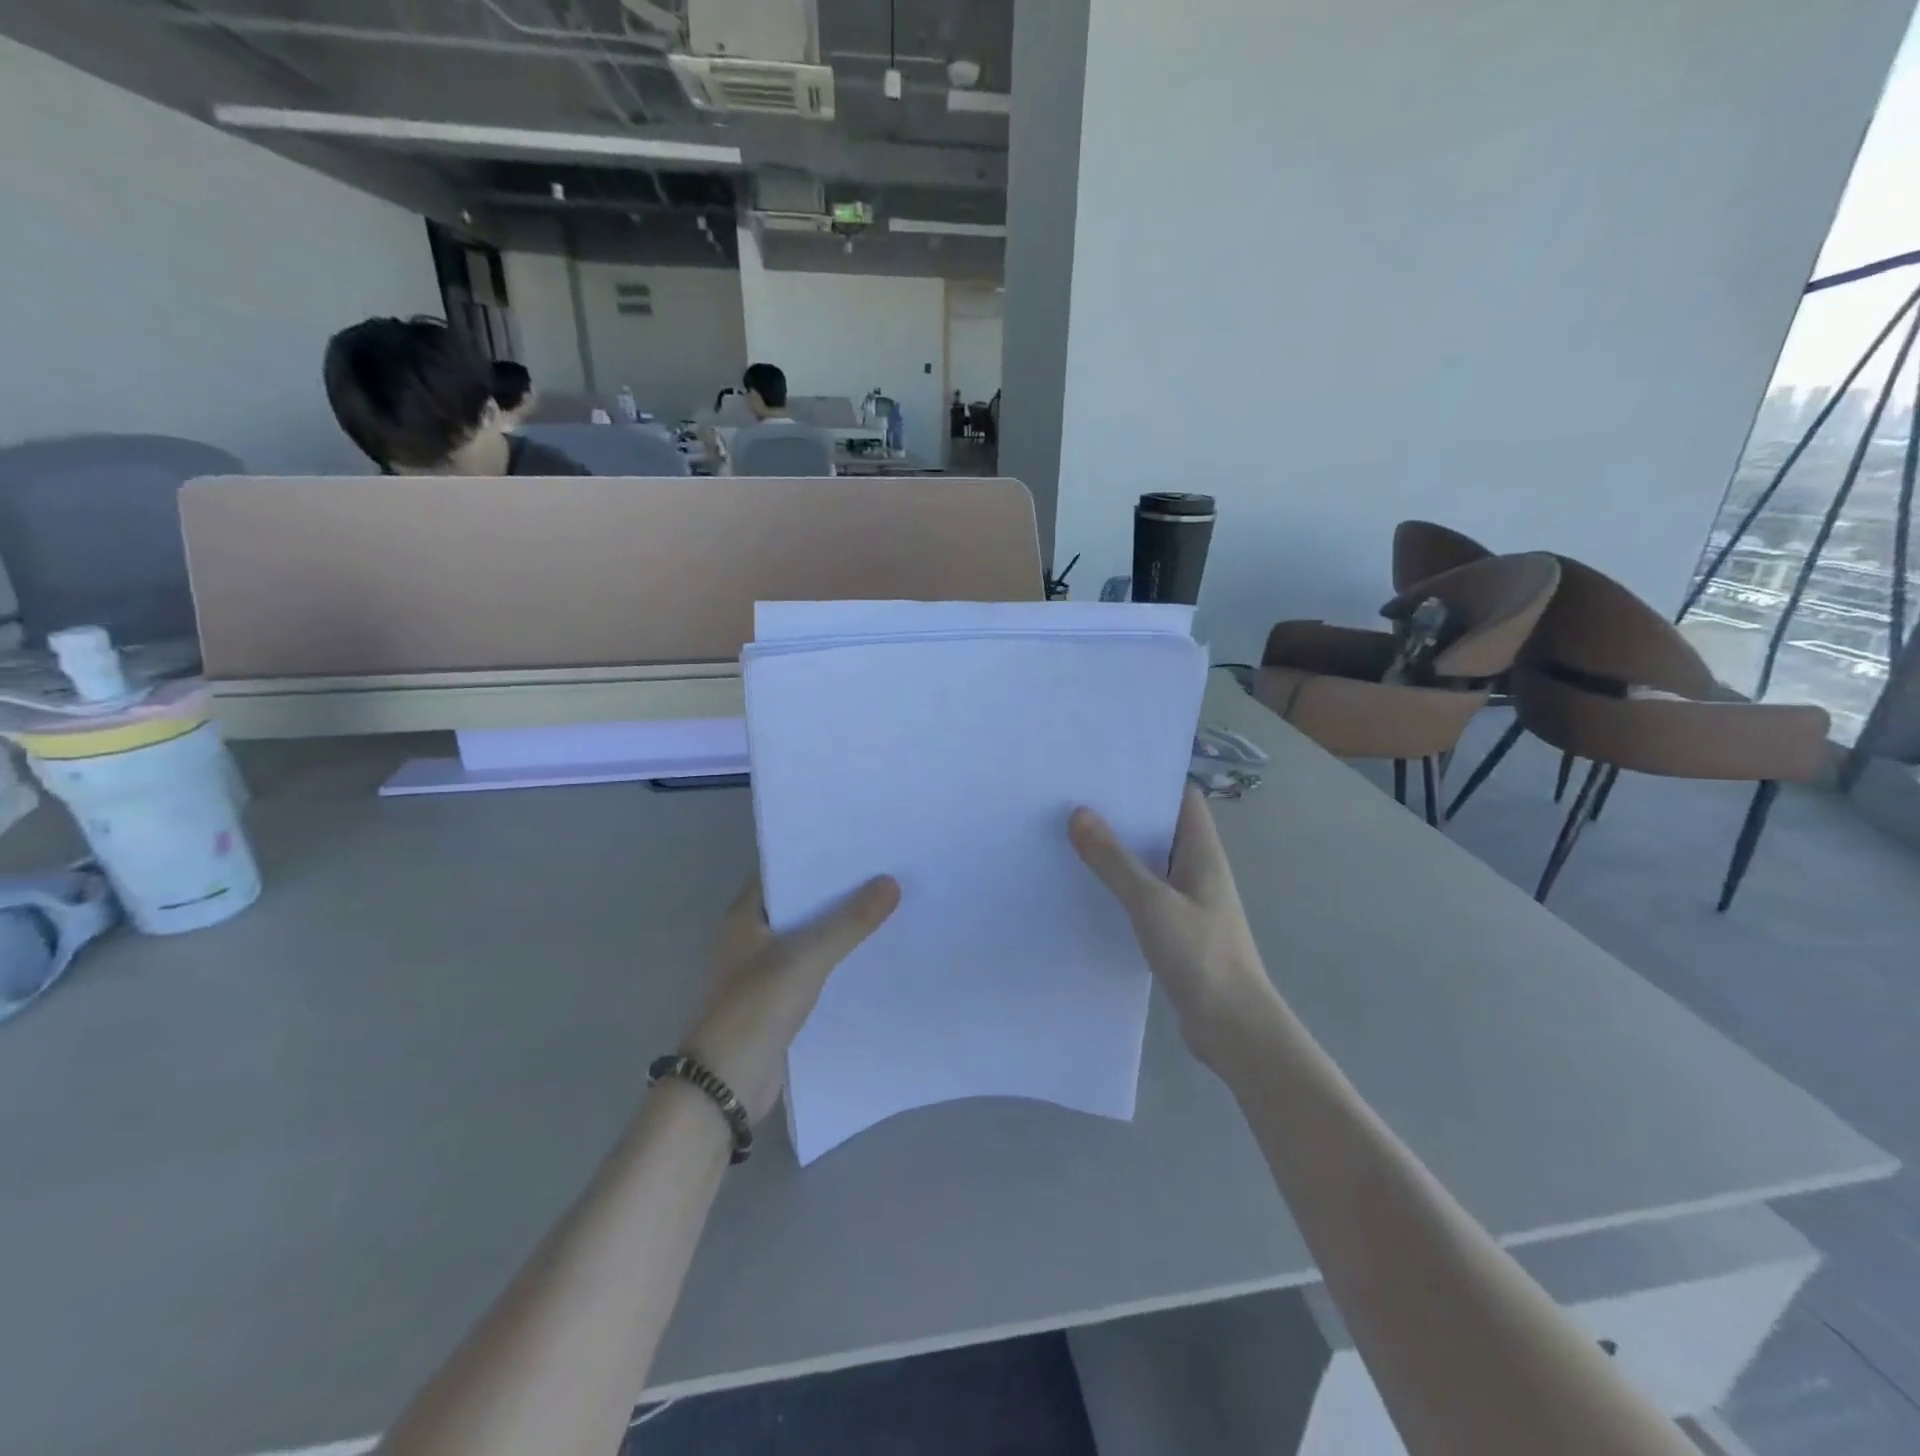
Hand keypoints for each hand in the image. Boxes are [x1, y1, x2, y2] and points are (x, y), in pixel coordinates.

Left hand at [679, 875, 899, 1122]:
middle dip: (841, 891)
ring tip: (893, 905)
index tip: (864, 845)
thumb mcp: (806, 958)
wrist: (726, 1086)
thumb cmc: (756, 1009)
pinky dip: (841, 959)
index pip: (787, 870)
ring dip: (844, 927)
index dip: (822, 857)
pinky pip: (817, 968)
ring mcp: (767, 969)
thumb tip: (891, 882)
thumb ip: (849, 922)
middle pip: (804, 903)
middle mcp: (754, 936)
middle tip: (889, 870)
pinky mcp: (781, 999)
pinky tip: (876, 952)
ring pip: (813, 937)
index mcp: (747, 915)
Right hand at [1069, 787, 1277, 1068]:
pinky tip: (1089, 888)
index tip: (1110, 769)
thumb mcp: (1151, 902)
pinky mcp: (1176, 929)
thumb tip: (1079, 813)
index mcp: (1202, 853)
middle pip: (1162, 827)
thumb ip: (1114, 860)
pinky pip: (1145, 894)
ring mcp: (1188, 901)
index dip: (1152, 779)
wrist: (1232, 1027)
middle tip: (1077, 798)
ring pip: (1150, 862)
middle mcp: (1198, 870)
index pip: (1182, 798)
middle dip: (1125, 813)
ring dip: (1120, 851)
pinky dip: (1121, 885)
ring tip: (1073, 835)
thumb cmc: (1200, 954)